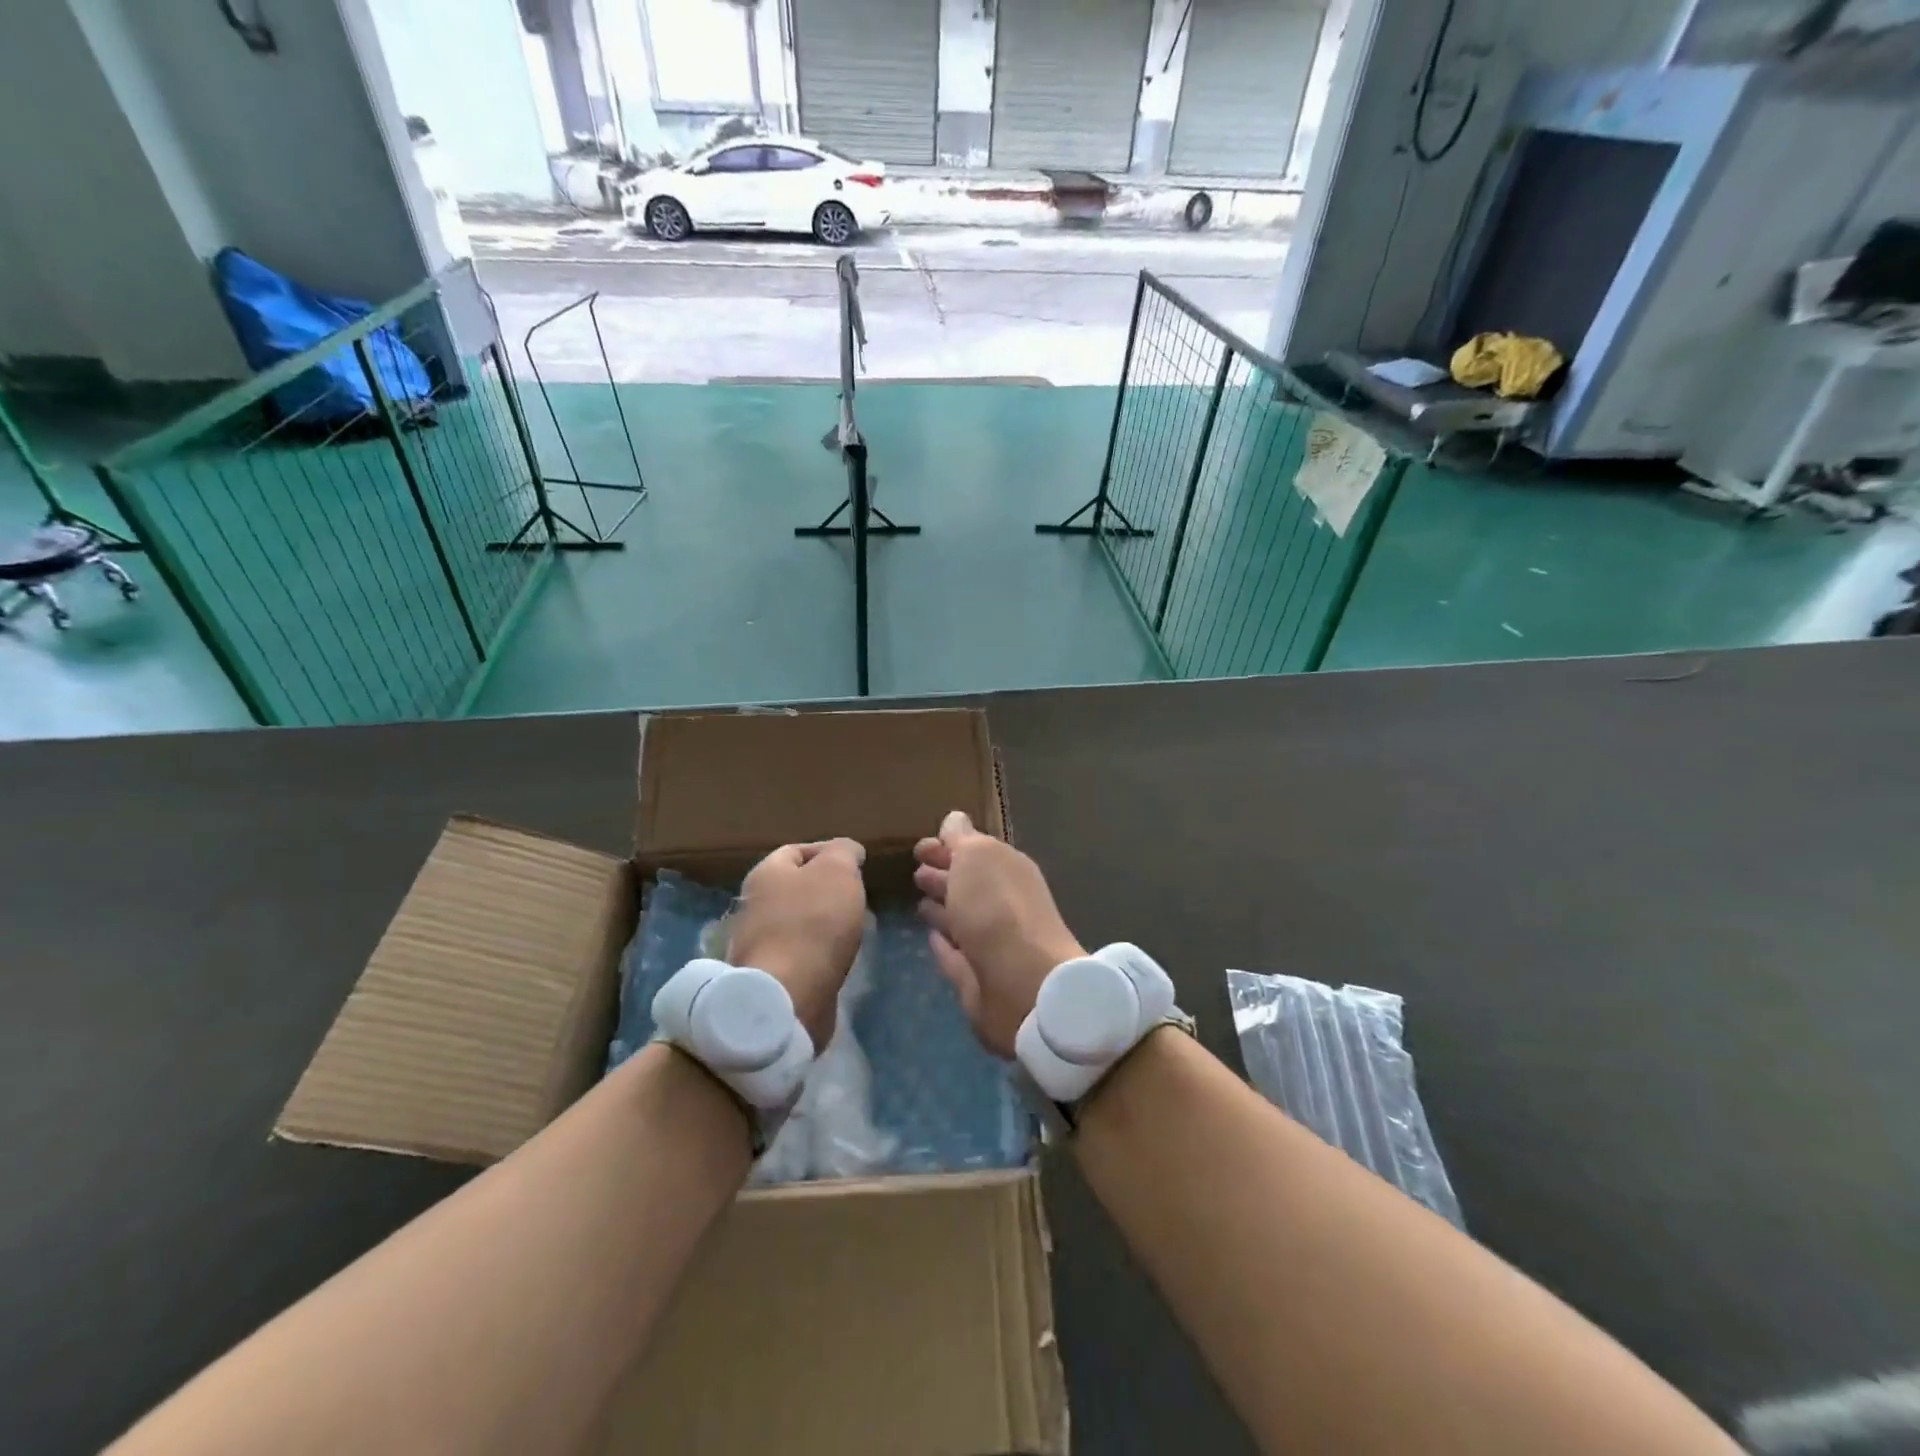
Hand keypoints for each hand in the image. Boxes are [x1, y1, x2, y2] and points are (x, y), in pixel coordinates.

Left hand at [727, 839, 866, 1050]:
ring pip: (797, 922)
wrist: (786, 995)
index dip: (828, 853)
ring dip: (823, 924)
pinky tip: (837, 959)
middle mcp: (754, 904)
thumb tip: (847, 851)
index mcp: (765, 873)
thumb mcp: (838, 871)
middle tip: (857, 898)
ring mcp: (757, 943)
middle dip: (826, 890)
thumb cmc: (814, 922)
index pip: (797, 850)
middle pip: (795, 887)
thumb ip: (844, 852)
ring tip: (853, 930)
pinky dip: (817, 953)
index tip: (856, 866)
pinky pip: (797, 954)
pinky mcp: (768, 976)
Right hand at [914, 810, 1084, 1057]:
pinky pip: (955, 954)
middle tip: (915, 873)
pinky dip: (943, 944)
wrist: (1022, 983)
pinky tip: (929, 937)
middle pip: (968, 885)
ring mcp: (990, 942)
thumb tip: (954, 820)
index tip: (918, 848)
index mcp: (1006, 869)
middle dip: (943, 876)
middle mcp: (1001, 903)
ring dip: (942, 909)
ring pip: (961, 918)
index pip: (974, 851)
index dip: (947, 846)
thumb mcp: (977, 857)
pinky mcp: (977, 978)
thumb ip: (962, 839)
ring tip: (918, 902)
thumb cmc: (996, 907)